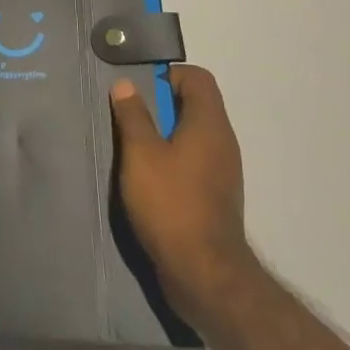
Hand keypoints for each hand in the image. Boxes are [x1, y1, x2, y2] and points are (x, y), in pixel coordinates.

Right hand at [110, 66, 256, 319]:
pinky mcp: (216, 196)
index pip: (197, 78)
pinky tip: (147, 178)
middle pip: (195, 105)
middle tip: (129, 117)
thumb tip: (126, 84)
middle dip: (161, 105)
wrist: (203, 275)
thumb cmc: (170, 203)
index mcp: (209, 124)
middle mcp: (222, 142)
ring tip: (133, 148)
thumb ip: (133, 115)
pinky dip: (172, 159)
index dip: (168, 75)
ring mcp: (222, 171)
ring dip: (164, 134)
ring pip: (193, 135)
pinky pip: (194, 161)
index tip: (140, 90)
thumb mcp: (140, 154)